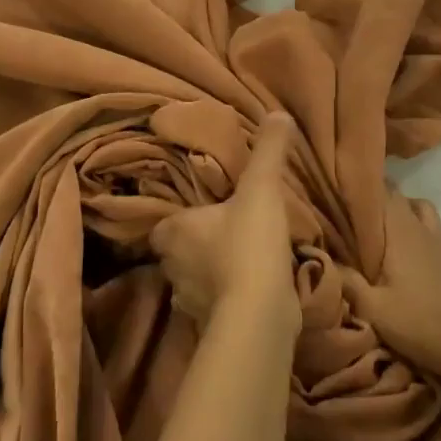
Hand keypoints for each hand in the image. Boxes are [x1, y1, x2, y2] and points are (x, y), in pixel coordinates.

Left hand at [151, 112, 300, 331]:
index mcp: (173, 232)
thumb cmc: (248, 243)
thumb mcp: (261, 188)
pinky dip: (229, 300)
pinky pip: (216, 307)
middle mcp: (172, 268)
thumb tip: (278, 113)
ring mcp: (189, 302)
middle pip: (177, 254)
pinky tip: (252, 291)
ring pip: (195, 281)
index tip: (201, 213)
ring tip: (242, 261)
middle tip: (226, 232)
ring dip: (213, 274)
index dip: (178, 220)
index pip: (163, 225)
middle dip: (197, 246)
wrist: (259, 313)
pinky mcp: (211, 327)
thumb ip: (268, 151)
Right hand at [340, 199, 440, 389]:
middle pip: (397, 197)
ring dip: (398, 211)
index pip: (381, 190)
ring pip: (417, 209)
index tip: (335, 186)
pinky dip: (413, 228)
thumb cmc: (422, 323)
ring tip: (376, 228)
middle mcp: (420, 228)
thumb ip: (347, 282)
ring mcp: (438, 243)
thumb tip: (318, 257)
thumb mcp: (375, 310)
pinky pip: (428, 228)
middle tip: (346, 210)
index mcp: (401, 231)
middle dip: (373, 198)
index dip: (358, 184)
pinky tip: (400, 251)